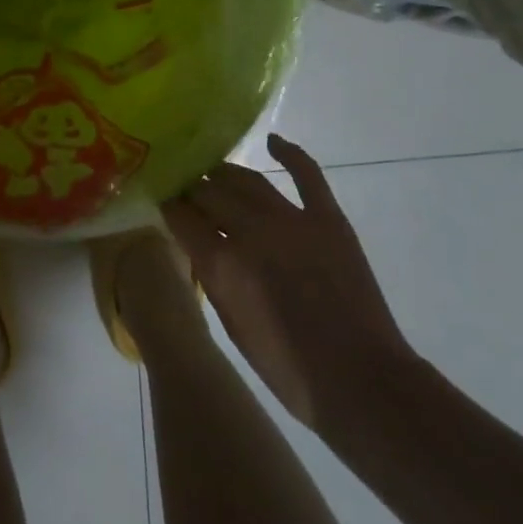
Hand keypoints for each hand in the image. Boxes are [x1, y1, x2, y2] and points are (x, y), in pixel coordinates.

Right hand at [161, 133, 414, 431]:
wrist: (360, 381)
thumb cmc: (288, 369)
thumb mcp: (232, 325)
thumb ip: (212, 277)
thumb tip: (199, 245)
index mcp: (221, 263)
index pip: (180, 215)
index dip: (168, 204)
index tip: (163, 199)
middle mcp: (250, 231)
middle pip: (208, 192)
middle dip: (192, 187)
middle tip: (186, 187)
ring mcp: (291, 220)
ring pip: (247, 180)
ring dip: (225, 173)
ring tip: (214, 171)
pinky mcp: (328, 219)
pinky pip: (306, 174)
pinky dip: (290, 153)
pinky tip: (273, 142)